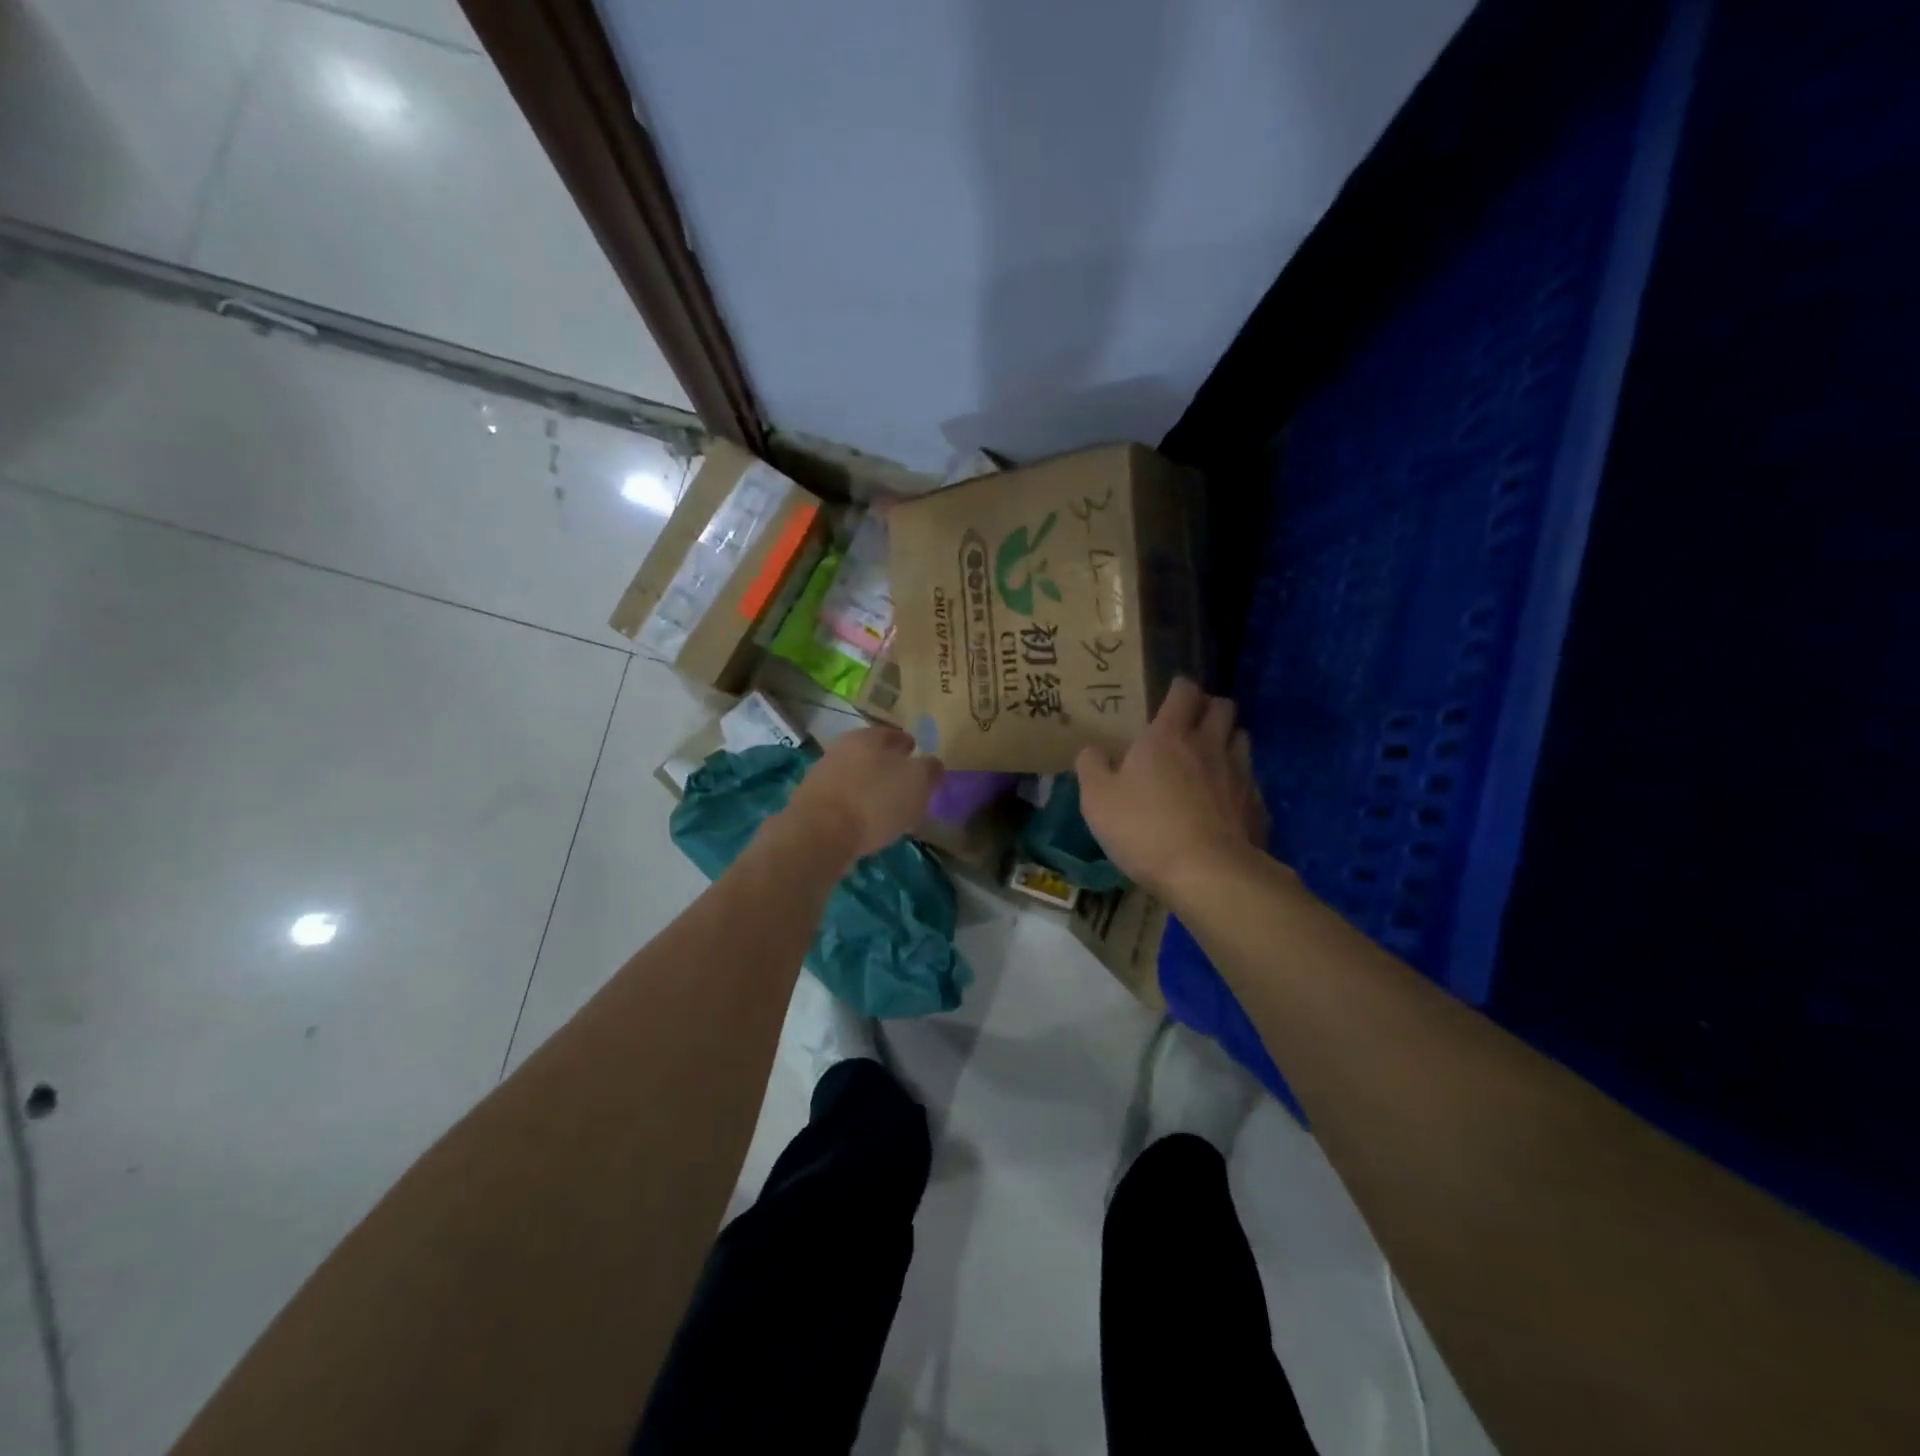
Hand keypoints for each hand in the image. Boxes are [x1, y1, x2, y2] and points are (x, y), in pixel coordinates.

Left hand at [784, 726, 944, 860]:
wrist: (817, 834)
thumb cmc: (874, 801)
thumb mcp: (917, 782)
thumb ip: (929, 770)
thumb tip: (932, 764)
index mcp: (868, 736)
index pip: (895, 735)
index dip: (910, 746)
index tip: (919, 759)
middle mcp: (841, 748)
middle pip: (872, 754)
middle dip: (889, 767)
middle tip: (905, 785)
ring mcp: (822, 775)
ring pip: (856, 776)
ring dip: (870, 788)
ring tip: (887, 809)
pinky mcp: (810, 802)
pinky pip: (843, 800)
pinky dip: (855, 807)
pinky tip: (865, 823)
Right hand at [1076, 678, 1268, 899]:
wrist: (1207, 873)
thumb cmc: (1144, 828)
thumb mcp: (1097, 799)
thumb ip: (1091, 767)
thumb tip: (1092, 751)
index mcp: (1168, 736)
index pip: (1184, 691)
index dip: (1179, 688)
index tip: (1171, 694)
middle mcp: (1209, 745)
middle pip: (1223, 707)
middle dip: (1210, 708)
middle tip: (1193, 724)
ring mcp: (1239, 774)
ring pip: (1242, 739)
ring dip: (1228, 740)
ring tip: (1211, 758)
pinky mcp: (1257, 805)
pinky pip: (1251, 781)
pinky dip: (1239, 783)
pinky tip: (1225, 802)